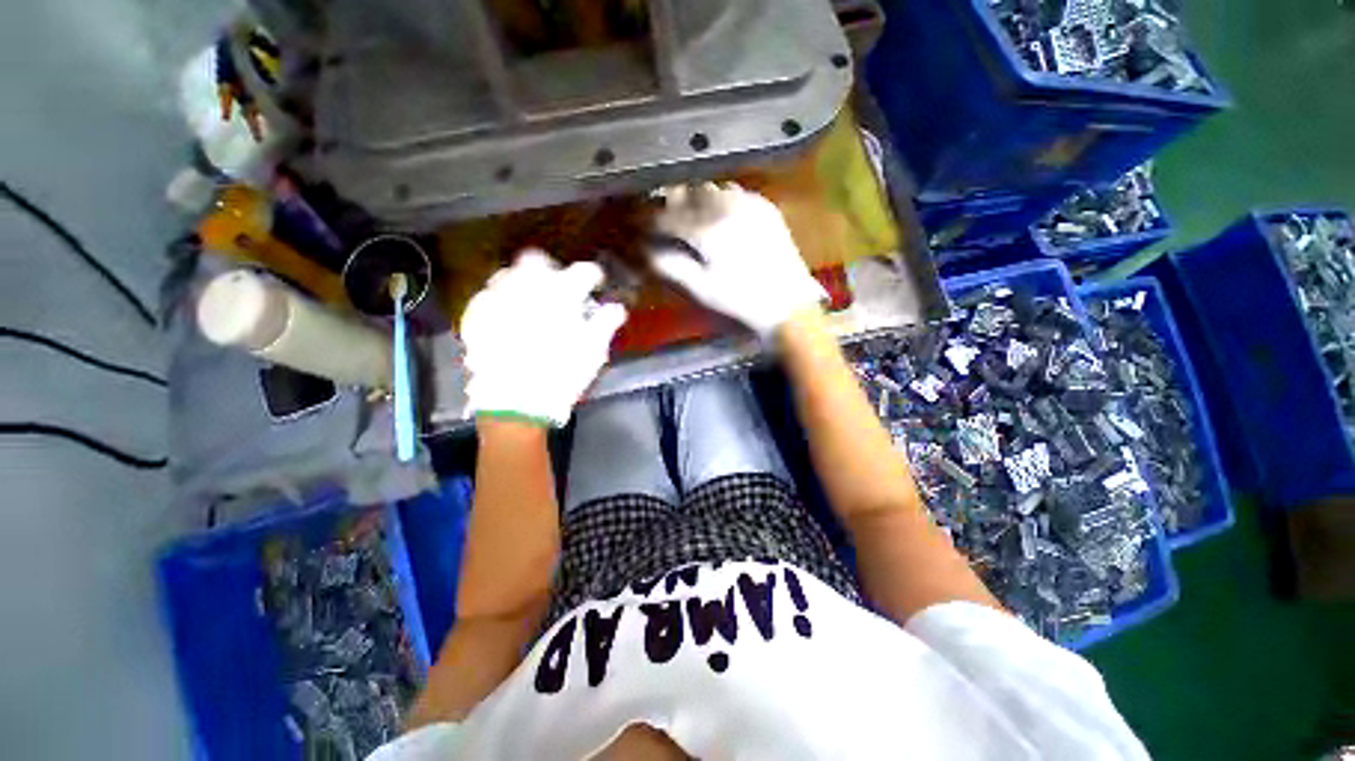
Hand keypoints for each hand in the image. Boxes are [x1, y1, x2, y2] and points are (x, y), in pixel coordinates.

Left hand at [460, 251, 627, 426]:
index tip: (595, 283)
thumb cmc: (563, 374)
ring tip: (529, 303)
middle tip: (558, 288)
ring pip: (508, 275)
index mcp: (561, 294)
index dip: (592, 276)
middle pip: (536, 260)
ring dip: (522, 284)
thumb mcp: (594, 351)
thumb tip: (617, 308)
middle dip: (549, 269)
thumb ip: (606, 323)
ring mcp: (498, 299)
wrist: (516, 400)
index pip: (583, 272)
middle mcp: (527, 287)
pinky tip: (506, 319)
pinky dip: (500, 303)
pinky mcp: (477, 317)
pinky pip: (487, 298)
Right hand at [652, 183, 825, 337]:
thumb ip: (670, 266)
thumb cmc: (740, 302)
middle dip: (670, 204)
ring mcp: (749, 203)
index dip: (648, 221)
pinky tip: (717, 216)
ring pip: (711, 189)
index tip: (637, 225)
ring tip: (688, 216)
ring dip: (694, 199)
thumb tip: (646, 250)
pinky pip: (734, 192)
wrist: (788, 305)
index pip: (667, 217)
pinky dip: (719, 199)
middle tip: (661, 218)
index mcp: (707, 230)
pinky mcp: (765, 207)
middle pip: (687, 194)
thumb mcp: (700, 290)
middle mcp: (726, 207)